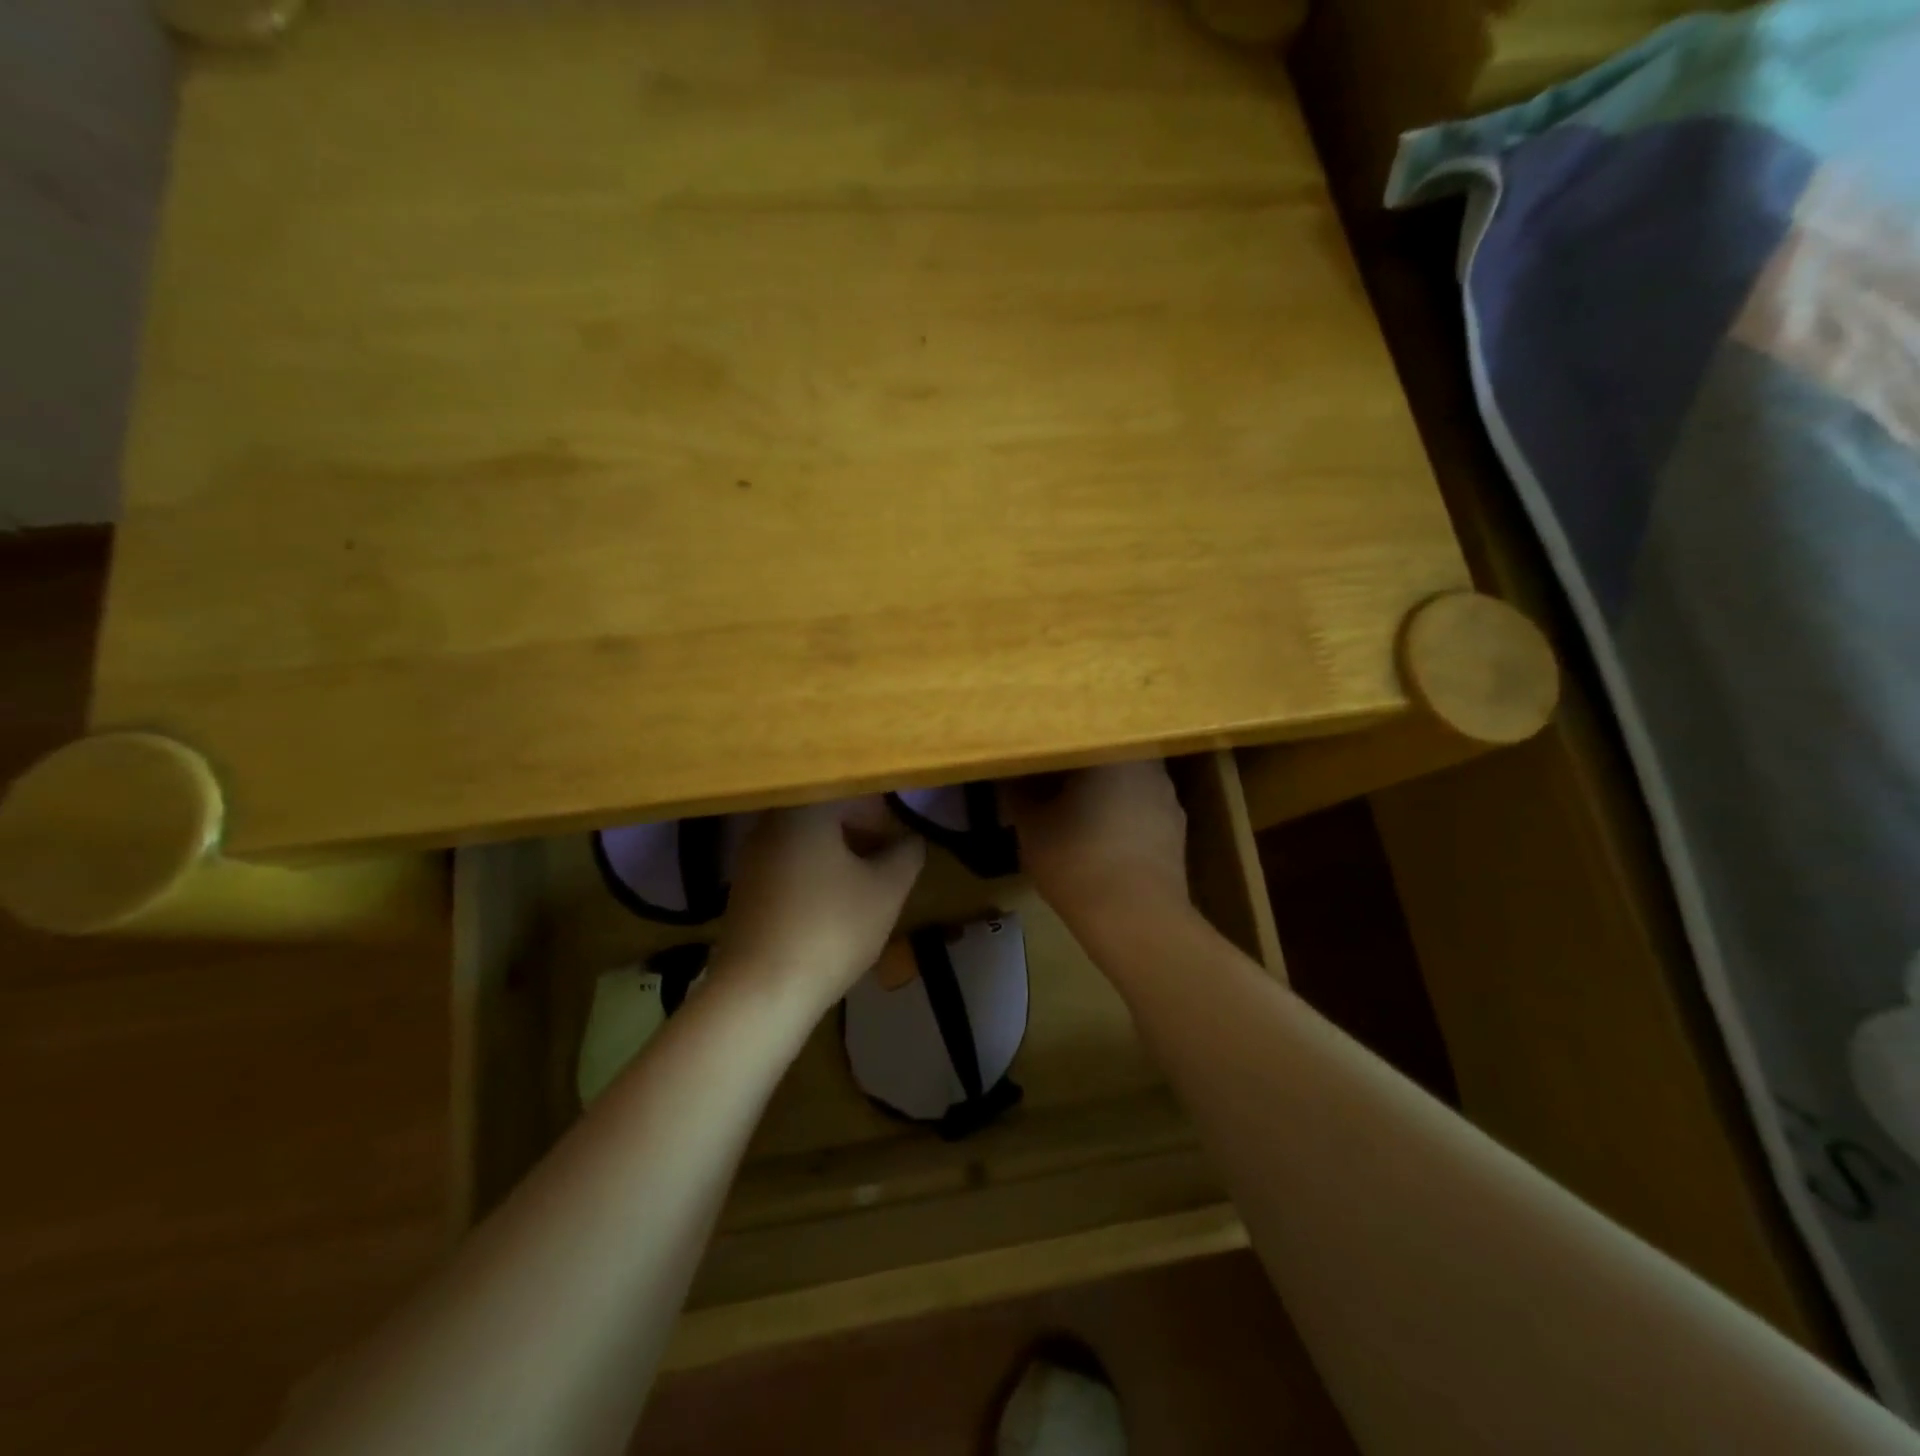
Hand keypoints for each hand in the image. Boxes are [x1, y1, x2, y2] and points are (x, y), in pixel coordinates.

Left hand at [716, 799, 924, 1012]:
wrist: (760, 991)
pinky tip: (831, 907)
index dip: (886, 814)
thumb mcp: (886, 891)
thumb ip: (907, 855)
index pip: (854, 793)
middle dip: (863, 833)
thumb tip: (912, 840)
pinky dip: (815, 874)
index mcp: (807, 811)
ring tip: (865, 887)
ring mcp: (753, 856)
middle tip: (889, 862)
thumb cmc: (831, 929)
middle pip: (828, 814)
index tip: (904, 840)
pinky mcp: (744, 888)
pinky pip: (789, 865)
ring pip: (808, 840)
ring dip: (840, 855)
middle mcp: (773, 823)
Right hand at [1003, 760, 1189, 933]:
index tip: (1030, 764)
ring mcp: (1167, 797)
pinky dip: (1122, 818)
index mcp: (1111, 749)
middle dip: (1077, 769)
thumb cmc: (1078, 860)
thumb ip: (1018, 793)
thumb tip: (1010, 777)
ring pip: (1125, 783)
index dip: (1049, 750)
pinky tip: (1104, 840)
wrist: (1137, 919)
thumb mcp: (1031, 826)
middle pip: (1104, 756)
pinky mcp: (1177, 830)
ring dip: (1102, 793)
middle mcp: (1146, 763)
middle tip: (1048, 785)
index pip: (1074, 736)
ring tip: (1075, 813)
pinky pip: (1141, 810)